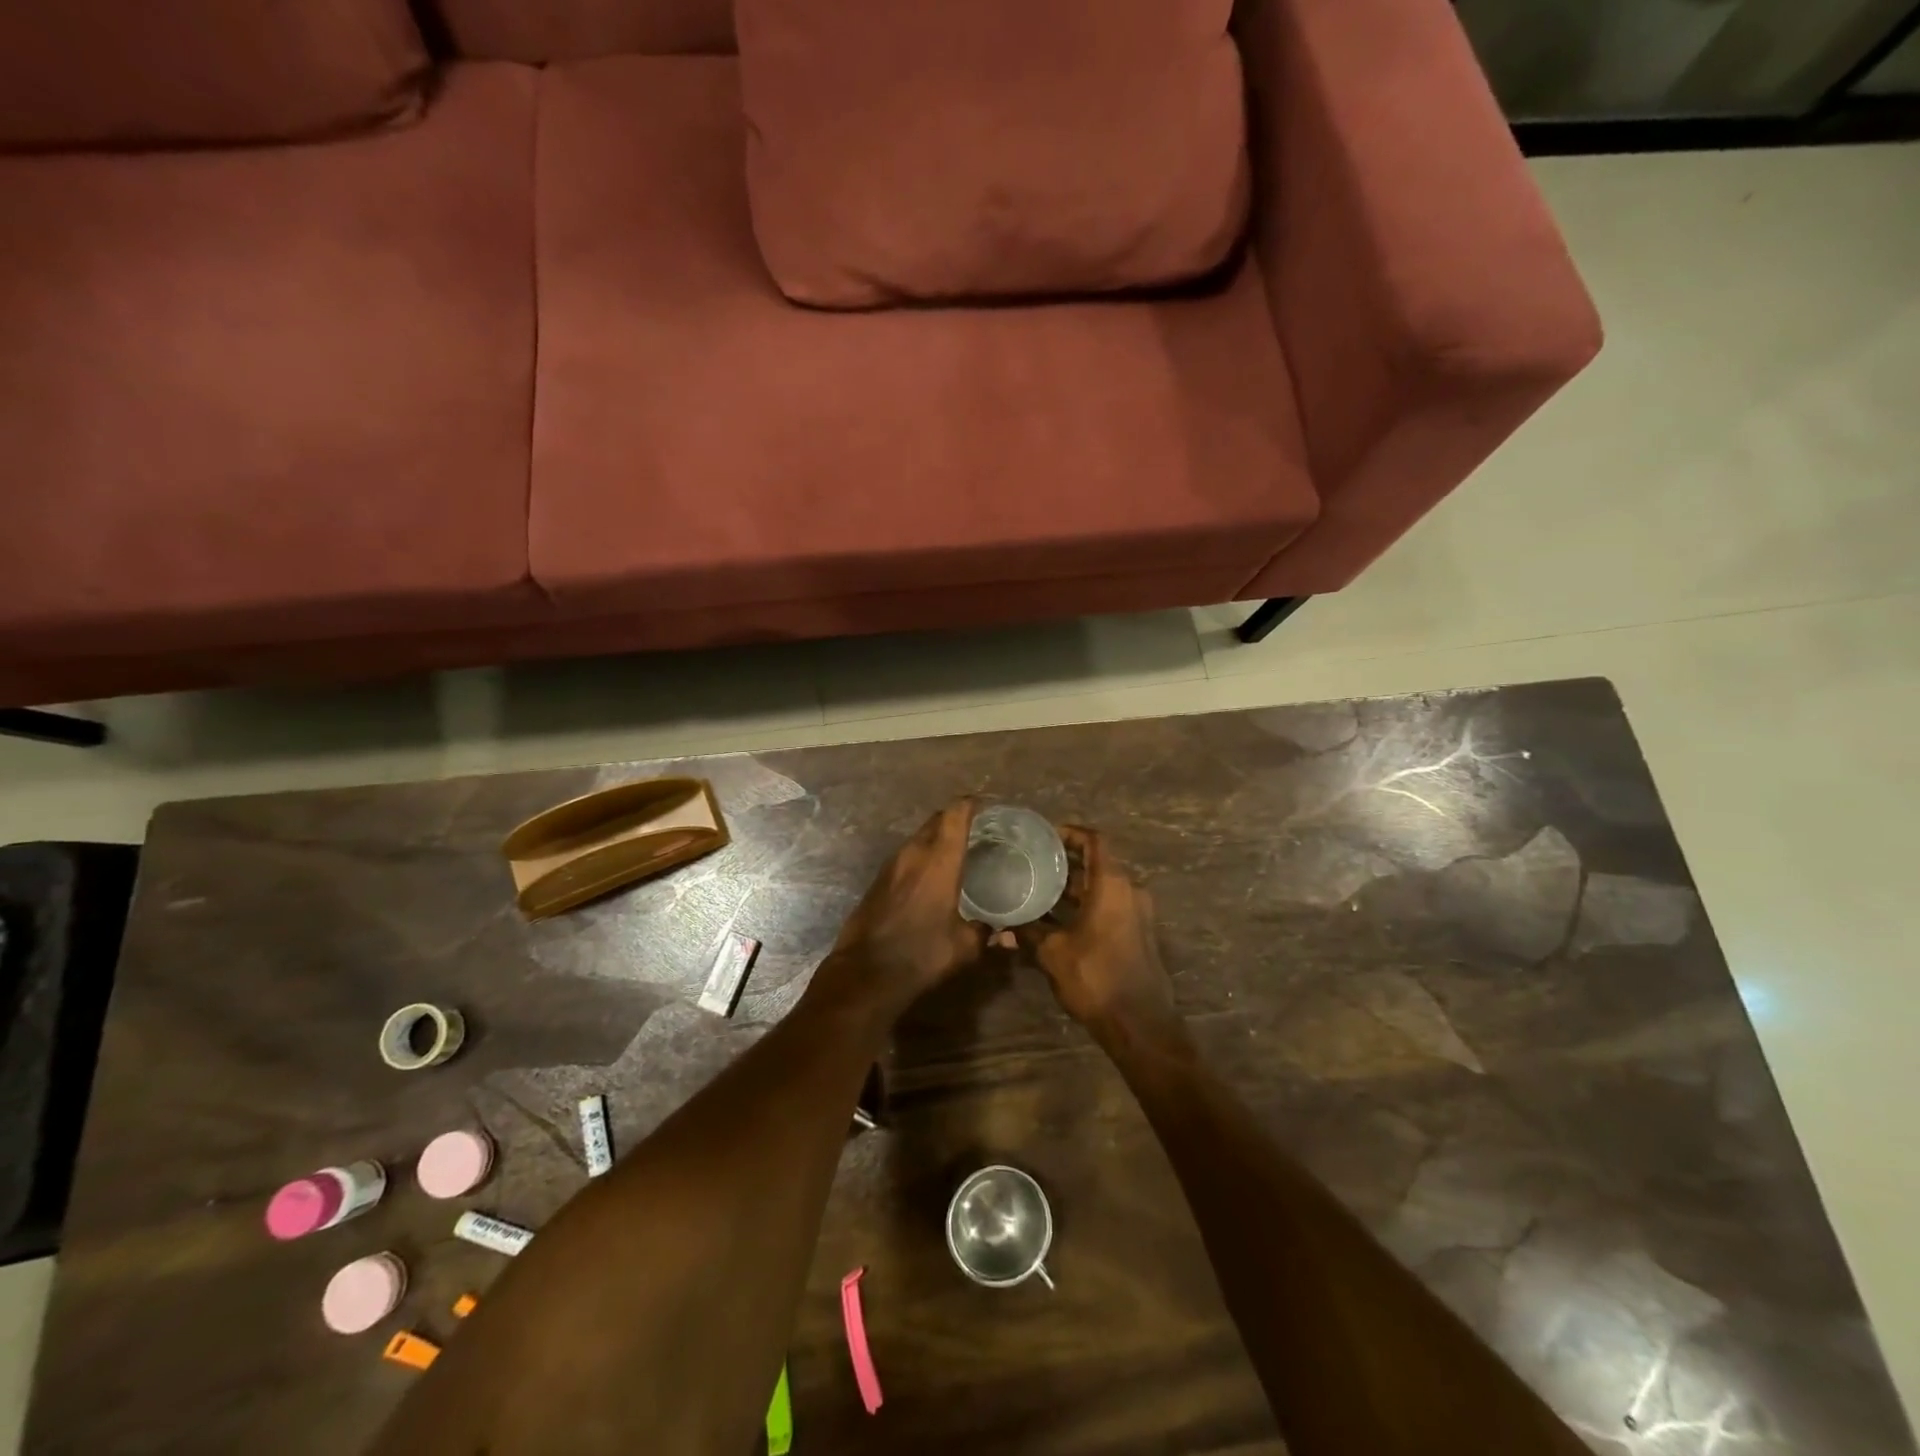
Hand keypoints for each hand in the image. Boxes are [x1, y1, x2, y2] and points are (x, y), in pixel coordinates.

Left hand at [817, 798, 989, 1017]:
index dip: (970, 803)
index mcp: (939, 860)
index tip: (986, 804)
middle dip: (955, 818)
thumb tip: (1008, 936)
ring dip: (937, 837)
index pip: (955, 814)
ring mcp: (892, 865)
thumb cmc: (922, 954)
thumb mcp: (964, 947)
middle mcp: (914, 853)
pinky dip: (922, 855)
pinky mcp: (878, 879)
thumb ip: (988, 935)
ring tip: (957, 850)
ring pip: (918, 837)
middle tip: (978, 828)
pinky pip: (905, 855)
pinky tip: (932, 875)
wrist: (866, 972)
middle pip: (936, 820)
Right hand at [1016, 827, 1180, 1040]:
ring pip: (1104, 887)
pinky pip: (1111, 906)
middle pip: (1098, 863)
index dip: (1071, 833)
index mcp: (1112, 884)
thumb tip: (1002, 929)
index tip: (1045, 837)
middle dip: (1067, 862)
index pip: (1094, 841)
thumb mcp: (1053, 953)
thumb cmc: (1095, 977)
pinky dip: (1087, 904)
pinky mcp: (1138, 933)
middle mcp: (1130, 891)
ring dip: (1076, 886)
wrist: (1140, 1024)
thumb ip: (1029, 933)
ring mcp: (1138, 913)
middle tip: (1034, 863)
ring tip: (1040, 889)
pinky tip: (1058, 919)